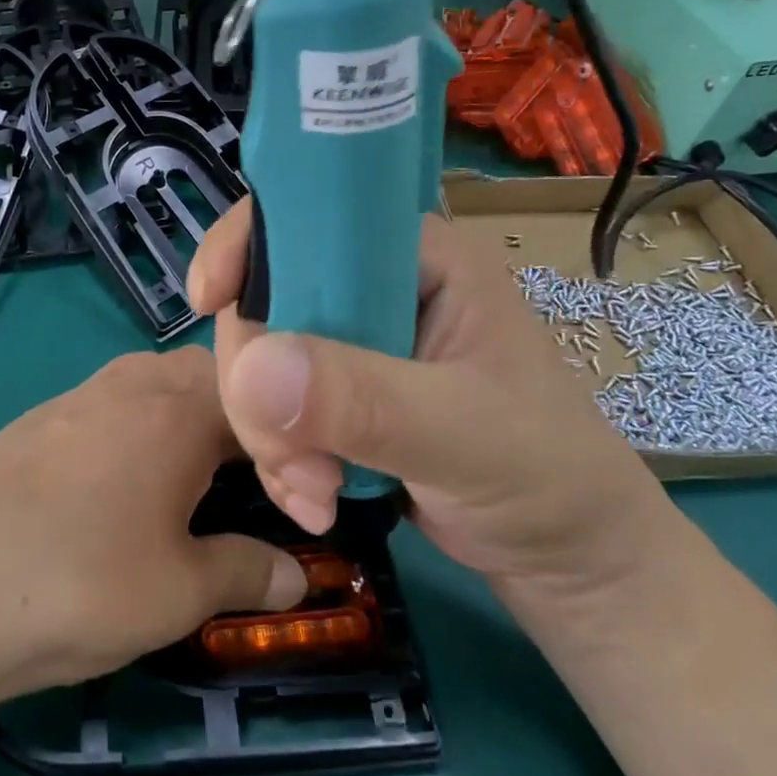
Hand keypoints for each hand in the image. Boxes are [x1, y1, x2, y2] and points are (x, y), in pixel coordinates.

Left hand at [0, 348, 306, 712]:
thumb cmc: (83, 584)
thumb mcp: (181, 591)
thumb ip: (246, 572)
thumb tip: (295, 579)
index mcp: (177, 409)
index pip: (255, 399)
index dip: (284, 444)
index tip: (293, 497)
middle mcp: (129, 384)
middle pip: (202, 374)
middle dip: (234, 415)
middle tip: (244, 476)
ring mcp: (75, 396)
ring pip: (149, 381)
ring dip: (179, 414)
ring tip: (186, 474)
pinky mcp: (33, 420)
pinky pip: (104, 403)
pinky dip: (131, 426)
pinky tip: (113, 483)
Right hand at [187, 201, 674, 596]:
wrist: (569, 558)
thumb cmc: (545, 474)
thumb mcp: (462, 432)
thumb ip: (362, 398)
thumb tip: (251, 368)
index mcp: (415, 257)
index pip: (310, 217)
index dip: (247, 244)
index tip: (207, 301)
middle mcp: (376, 288)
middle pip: (268, 298)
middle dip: (260, 382)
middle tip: (294, 457)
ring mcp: (354, 345)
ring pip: (261, 360)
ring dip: (270, 434)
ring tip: (317, 493)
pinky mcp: (339, 397)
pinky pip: (273, 408)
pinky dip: (279, 458)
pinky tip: (316, 501)